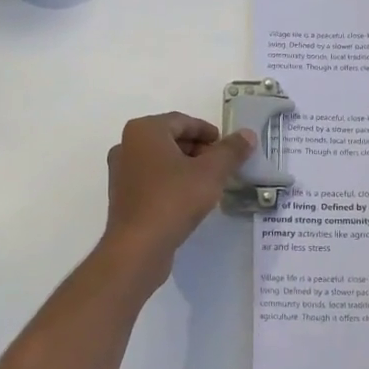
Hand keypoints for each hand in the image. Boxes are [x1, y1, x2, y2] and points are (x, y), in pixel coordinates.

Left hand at [101, 113, 255, 281]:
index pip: (183, 121)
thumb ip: (231, 151)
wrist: (138, 247)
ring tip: (209, 183)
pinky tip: (188, 199)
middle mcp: (127, 145)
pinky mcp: (122, 196)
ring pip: (161, 160)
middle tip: (222, 165)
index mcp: (145, 130)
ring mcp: (121, 172)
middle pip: (170, 139)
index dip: (208, 132)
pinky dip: (171, 182)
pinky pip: (151, 179)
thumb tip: (247, 134)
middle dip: (198, 149)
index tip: (227, 147)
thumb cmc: (174, 199)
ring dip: (186, 166)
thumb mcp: (211, 172)